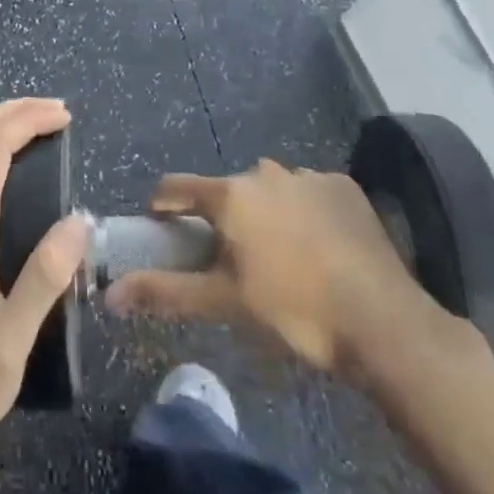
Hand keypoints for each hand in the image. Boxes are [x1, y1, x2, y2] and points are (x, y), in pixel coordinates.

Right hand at [104, 160, 450, 385]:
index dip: (164, 208)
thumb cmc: (294, 310)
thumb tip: (110, 293)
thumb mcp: (224, 304)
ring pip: (270, 190)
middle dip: (223, 219)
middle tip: (233, 262)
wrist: (383, 322)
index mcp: (231, 195)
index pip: (177, 187)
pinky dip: (304, 213)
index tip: (164, 231)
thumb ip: (165, 291)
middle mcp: (264, 172)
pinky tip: (321, 250)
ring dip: (265, 214)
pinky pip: (308, 193)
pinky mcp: (342, 186)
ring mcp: (307, 175)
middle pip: (227, 191)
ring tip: (283, 260)